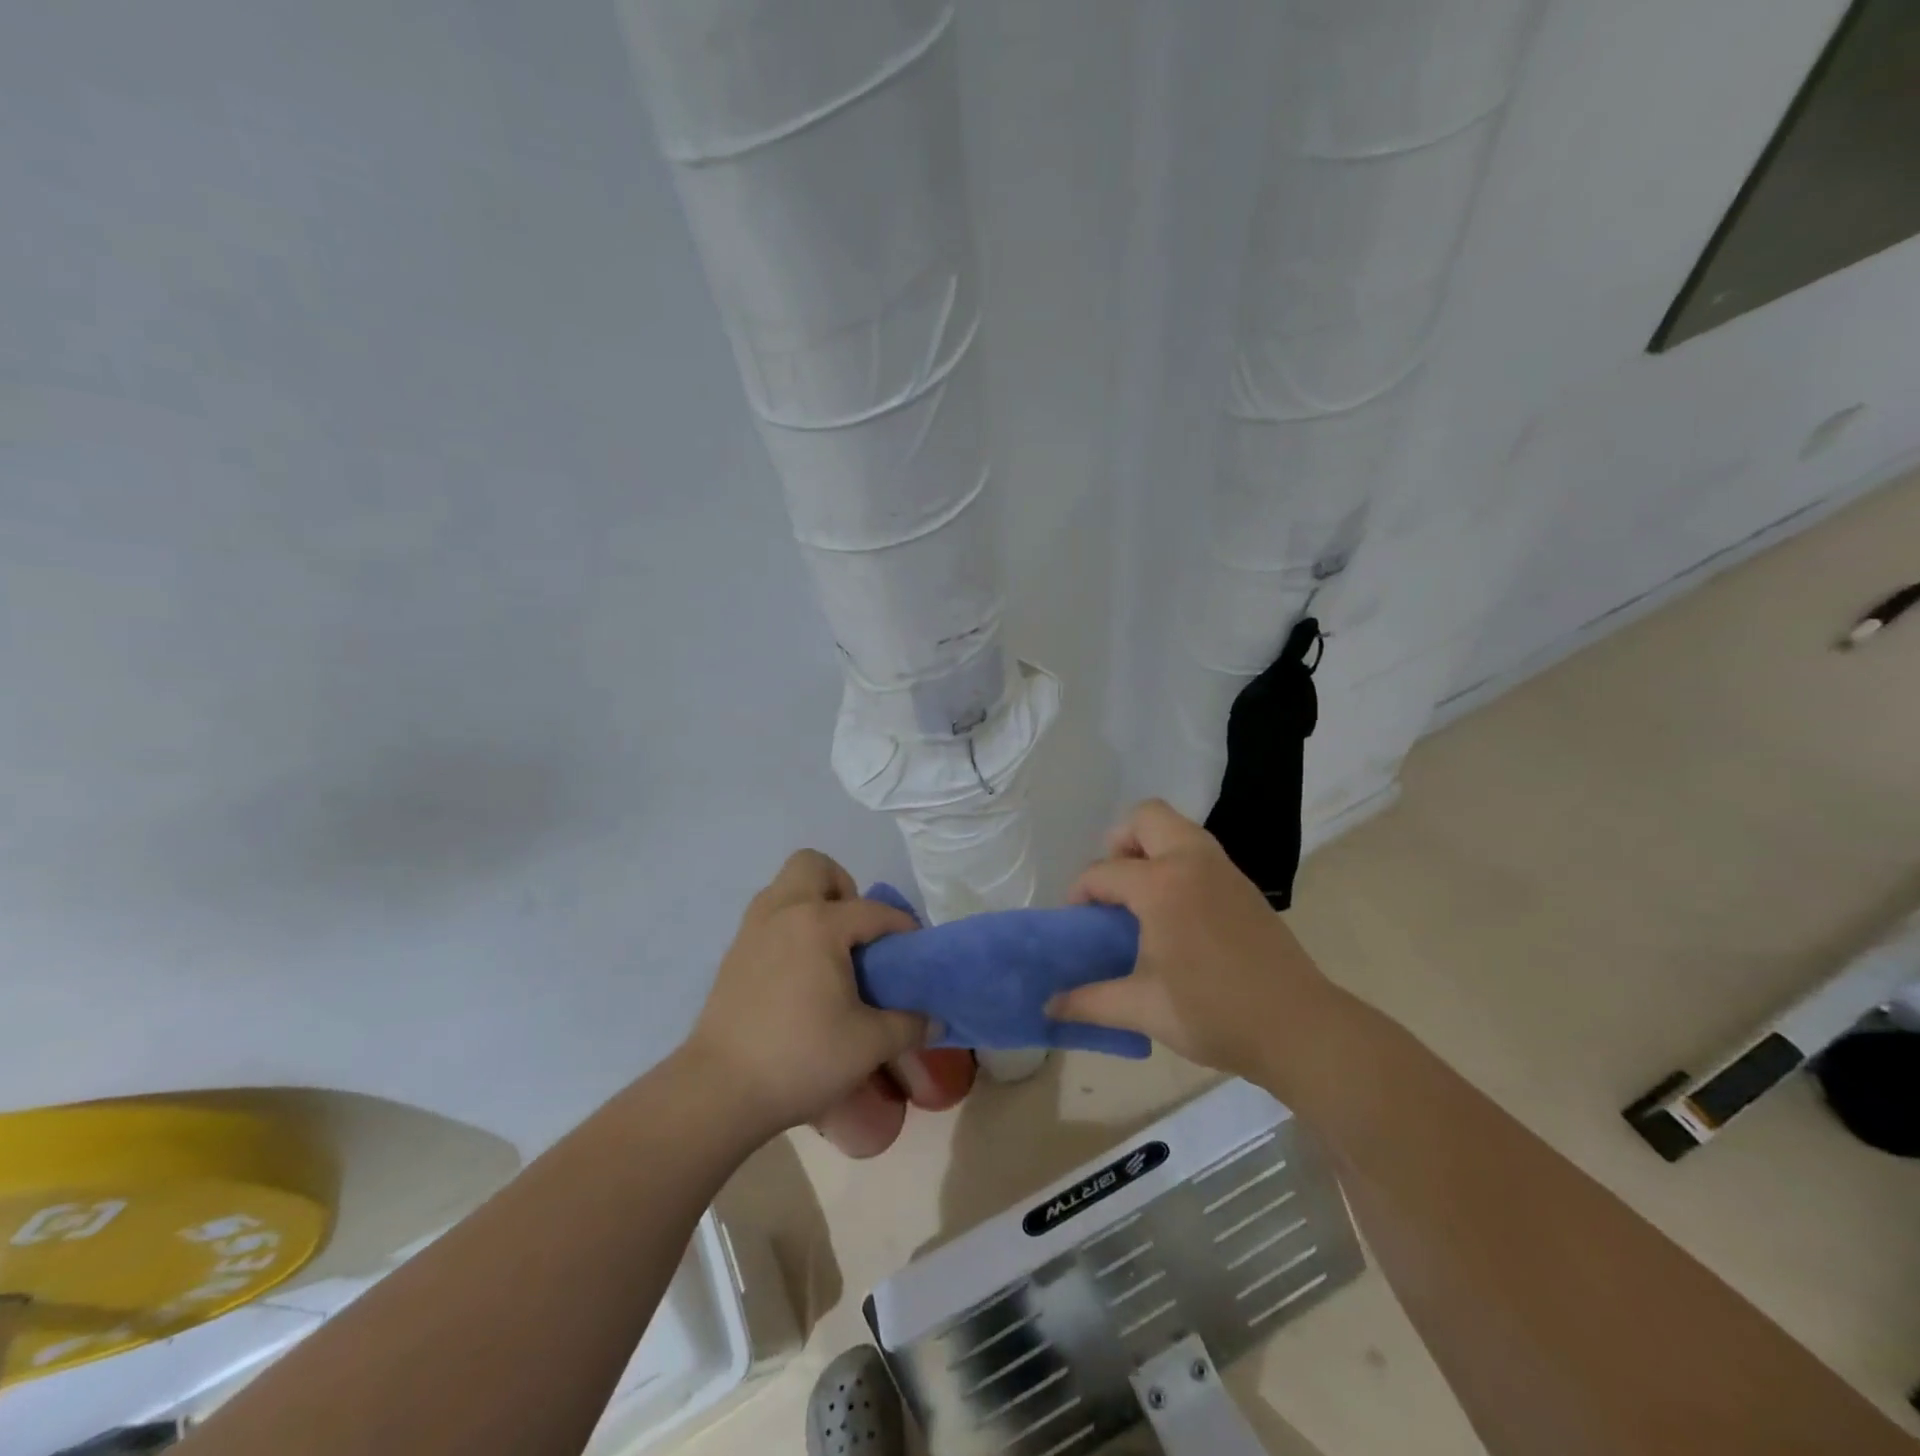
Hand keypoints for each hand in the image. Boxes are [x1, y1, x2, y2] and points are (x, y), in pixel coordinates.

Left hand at [686, 850, 929, 1138]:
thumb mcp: (868, 1045)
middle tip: (856, 932)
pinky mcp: (733, 954)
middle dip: (842, 888)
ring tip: (830, 951)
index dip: (901, 927)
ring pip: (785, 888)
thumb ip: (908, 1025)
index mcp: (819, 924)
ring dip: (812, 904)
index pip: (873, 911)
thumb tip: (934, 1020)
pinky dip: (790, 928)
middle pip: (814, 866)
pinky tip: (800, 974)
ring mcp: (752, 930)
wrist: (719, 1091)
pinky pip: (768, 918)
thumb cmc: (800, 1058)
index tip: (915, 950)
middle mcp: (783, 912)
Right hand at [1047, 799, 1332, 1079]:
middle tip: (1113, 887)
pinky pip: (1198, 850)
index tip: (1076, 922)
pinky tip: (1175, 910)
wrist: (1299, 1027)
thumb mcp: (1145, 1009)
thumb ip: (1090, 1002)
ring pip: (1177, 828)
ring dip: (1150, 848)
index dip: (1080, 893)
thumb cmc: (1215, 1014)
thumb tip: (1049, 1007)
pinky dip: (1176, 861)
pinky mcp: (1243, 884)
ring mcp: (1223, 868)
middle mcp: (1191, 862)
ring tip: (1140, 896)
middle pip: (1146, 817)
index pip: (1103, 872)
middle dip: (1118, 842)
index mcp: (1162, 886)